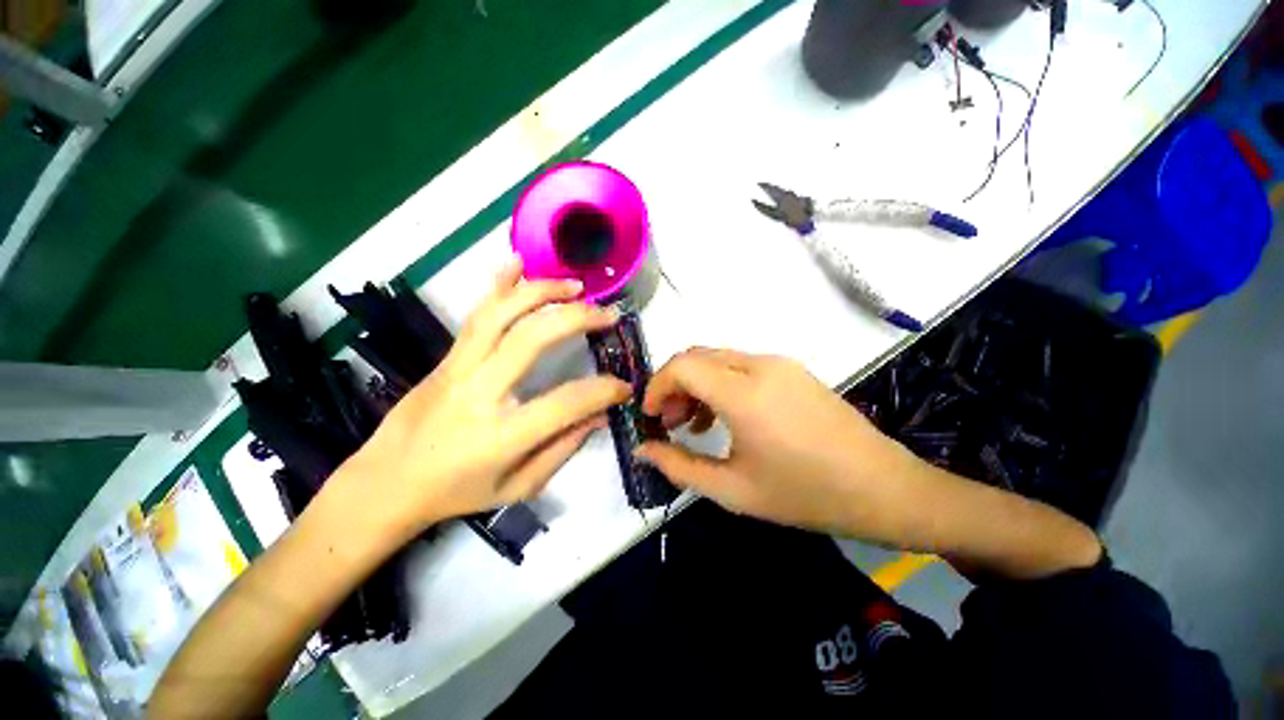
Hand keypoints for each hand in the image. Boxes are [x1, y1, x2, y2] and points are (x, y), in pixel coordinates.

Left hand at [345, 258, 629, 540]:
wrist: (386, 483)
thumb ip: (562, 449)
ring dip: (540, 292)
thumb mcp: (518, 487)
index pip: (565, 402)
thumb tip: (599, 416)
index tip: (624, 386)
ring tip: (574, 285)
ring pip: (500, 315)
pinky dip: (498, 284)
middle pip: (531, 339)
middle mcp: (478, 393)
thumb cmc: (456, 493)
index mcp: (500, 435)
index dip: (603, 390)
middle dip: (576, 319)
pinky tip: (517, 263)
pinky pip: (476, 315)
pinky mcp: (446, 358)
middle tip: (607, 313)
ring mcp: (457, 368)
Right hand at [635, 348, 922, 538]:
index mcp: (744, 393)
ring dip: (696, 383)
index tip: (649, 416)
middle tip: (668, 421)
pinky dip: (720, 383)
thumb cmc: (804, 494)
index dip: (656, 386)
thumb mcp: (733, 490)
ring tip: (692, 423)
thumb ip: (679, 467)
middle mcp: (760, 365)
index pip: (682, 366)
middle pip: (697, 356)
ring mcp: (780, 363)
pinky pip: (741, 365)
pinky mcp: (792, 370)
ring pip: (717, 358)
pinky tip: (724, 416)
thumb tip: (642, 450)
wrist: (883, 488)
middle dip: (673, 384)